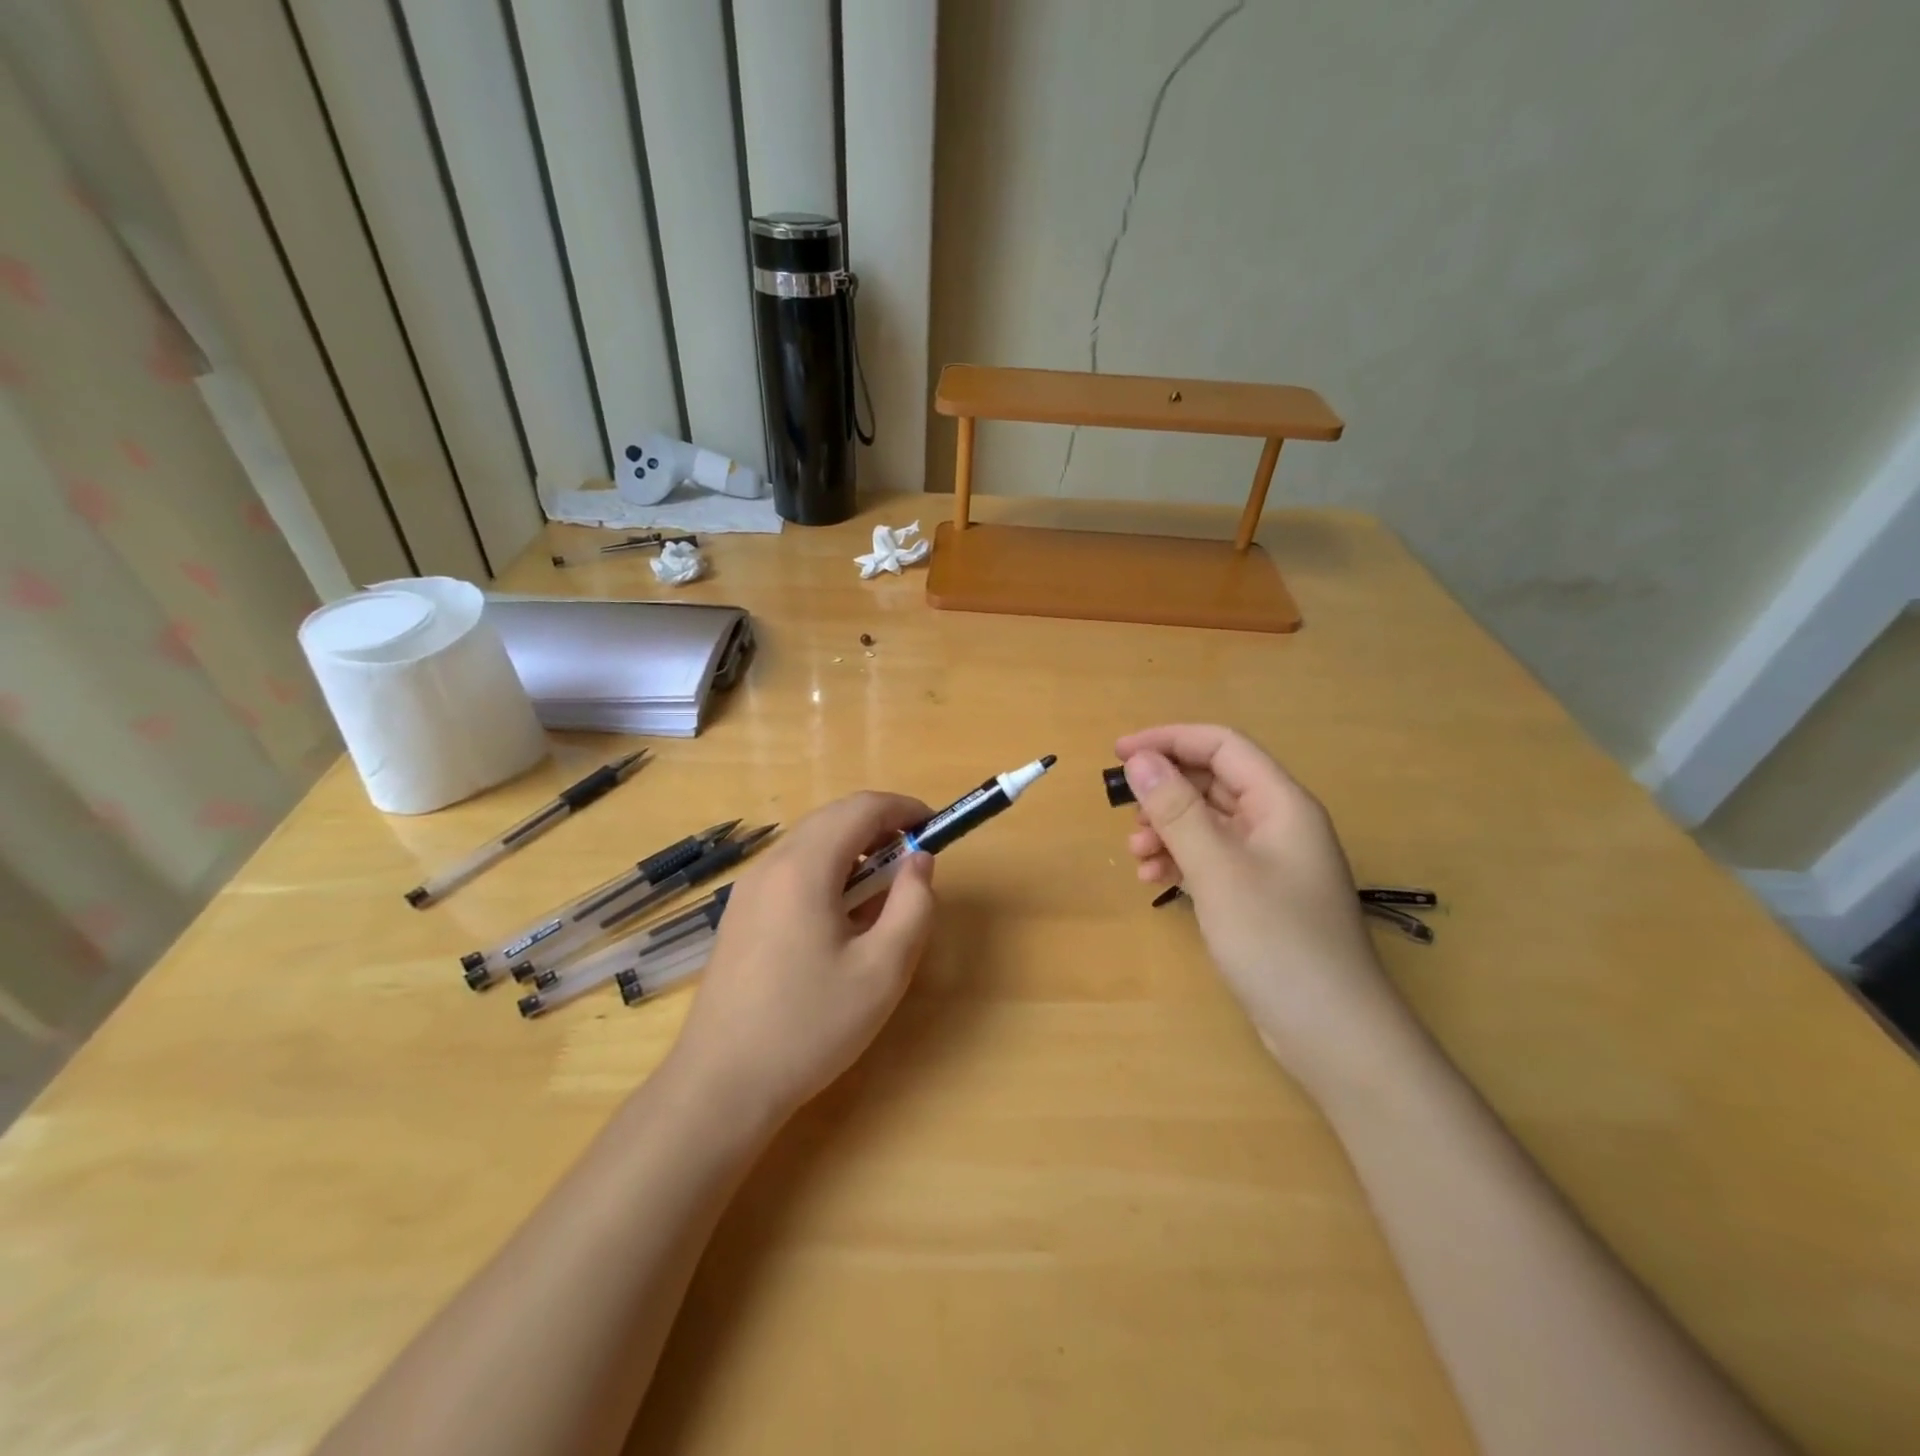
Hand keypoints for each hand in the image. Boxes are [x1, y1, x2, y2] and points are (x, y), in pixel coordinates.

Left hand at [670, 791, 936, 1122]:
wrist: (721, 1084)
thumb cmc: (810, 1026)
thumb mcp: (883, 970)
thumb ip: (913, 905)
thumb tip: (920, 860)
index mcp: (805, 868)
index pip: (861, 808)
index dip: (903, 808)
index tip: (935, 827)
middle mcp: (771, 865)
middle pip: (833, 818)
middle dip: (880, 826)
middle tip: (915, 860)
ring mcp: (748, 889)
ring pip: (810, 842)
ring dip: (853, 848)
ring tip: (883, 891)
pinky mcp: (740, 914)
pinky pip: (792, 869)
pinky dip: (827, 871)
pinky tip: (842, 917)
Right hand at [1117, 725, 1410, 1095]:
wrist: (1331, 1031)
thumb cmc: (1277, 940)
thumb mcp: (1218, 869)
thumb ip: (1177, 810)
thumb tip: (1139, 759)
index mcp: (1280, 803)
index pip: (1221, 746)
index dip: (1168, 740)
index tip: (1118, 753)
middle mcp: (1277, 823)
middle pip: (1212, 783)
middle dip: (1164, 793)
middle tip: (1124, 815)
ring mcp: (1269, 861)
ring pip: (1207, 822)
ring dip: (1167, 830)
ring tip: (1137, 857)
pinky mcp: (1258, 895)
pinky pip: (1211, 858)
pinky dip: (1180, 861)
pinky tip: (1154, 880)